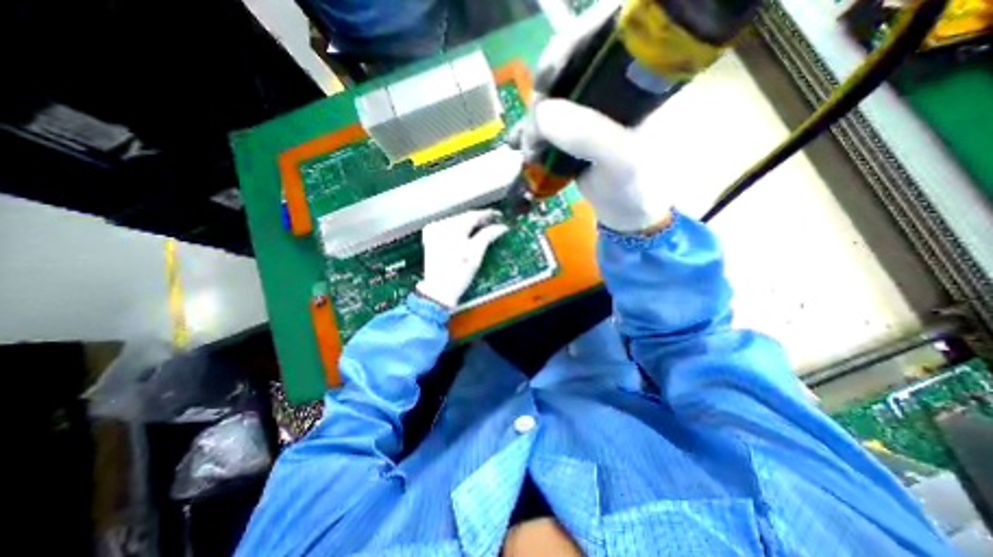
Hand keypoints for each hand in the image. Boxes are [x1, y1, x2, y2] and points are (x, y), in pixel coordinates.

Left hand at [414, 212, 507, 310]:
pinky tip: (467, 234)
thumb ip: (487, 236)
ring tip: (482, 229)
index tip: (498, 215)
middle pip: (464, 217)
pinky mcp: (430, 238)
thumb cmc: (458, 274)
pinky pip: (448, 227)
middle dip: (479, 219)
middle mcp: (440, 226)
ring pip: (456, 221)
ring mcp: (433, 232)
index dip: (487, 214)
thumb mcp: (476, 255)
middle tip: (492, 223)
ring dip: (469, 224)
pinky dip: (459, 229)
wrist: (438, 290)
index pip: (472, 215)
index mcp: (451, 229)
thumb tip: (500, 227)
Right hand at [508, 1, 670, 232]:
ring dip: (534, 118)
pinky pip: (549, 121)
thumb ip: (588, 135)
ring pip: (555, 95)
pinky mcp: (577, 130)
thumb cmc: (638, 187)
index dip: (573, 43)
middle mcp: (615, 84)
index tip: (547, 77)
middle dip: (545, 95)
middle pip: (571, 65)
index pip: (608, 31)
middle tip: (532, 130)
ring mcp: (592, 108)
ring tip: (523, 145)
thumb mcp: (622, 161)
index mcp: (641, 76)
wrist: (630, 214)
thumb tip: (541, 113)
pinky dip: (532, 132)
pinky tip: (520, 147)